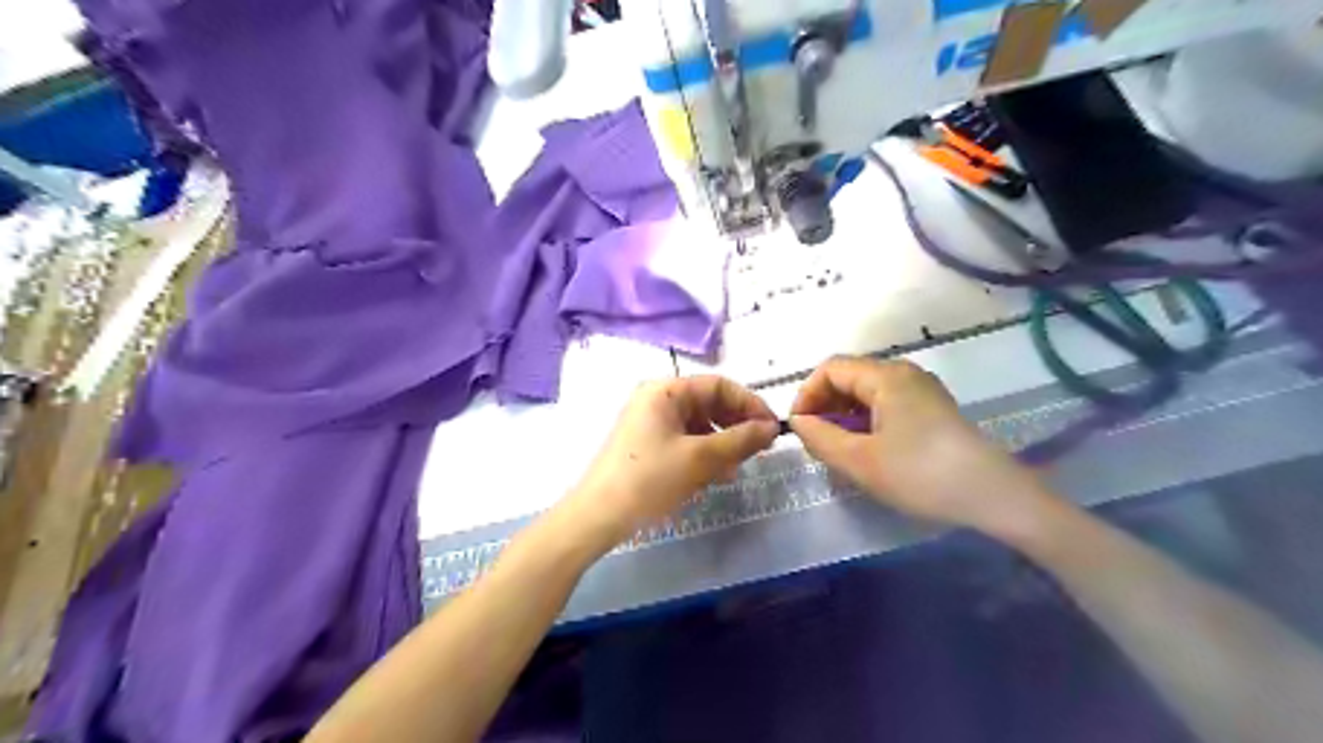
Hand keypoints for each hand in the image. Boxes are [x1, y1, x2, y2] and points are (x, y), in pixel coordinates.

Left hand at [563, 376, 775, 551]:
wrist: (597, 518)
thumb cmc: (649, 480)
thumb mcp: (700, 459)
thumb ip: (740, 440)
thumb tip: (772, 427)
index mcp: (665, 391)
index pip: (718, 385)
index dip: (750, 404)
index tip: (772, 429)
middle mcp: (656, 399)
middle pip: (708, 403)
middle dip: (736, 425)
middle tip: (758, 450)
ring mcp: (649, 423)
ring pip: (699, 424)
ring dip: (722, 442)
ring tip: (736, 468)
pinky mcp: (646, 445)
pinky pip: (685, 441)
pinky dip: (704, 454)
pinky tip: (714, 476)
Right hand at [784, 355, 1054, 533]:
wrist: (994, 495)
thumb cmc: (921, 474)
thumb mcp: (860, 461)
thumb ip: (820, 438)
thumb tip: (799, 422)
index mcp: (886, 376)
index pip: (830, 369)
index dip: (807, 394)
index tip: (799, 428)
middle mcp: (904, 373)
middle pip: (849, 377)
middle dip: (825, 405)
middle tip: (816, 442)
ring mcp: (922, 390)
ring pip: (867, 392)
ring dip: (844, 415)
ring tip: (838, 449)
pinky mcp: (932, 409)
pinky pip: (887, 404)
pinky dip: (866, 421)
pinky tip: (867, 450)